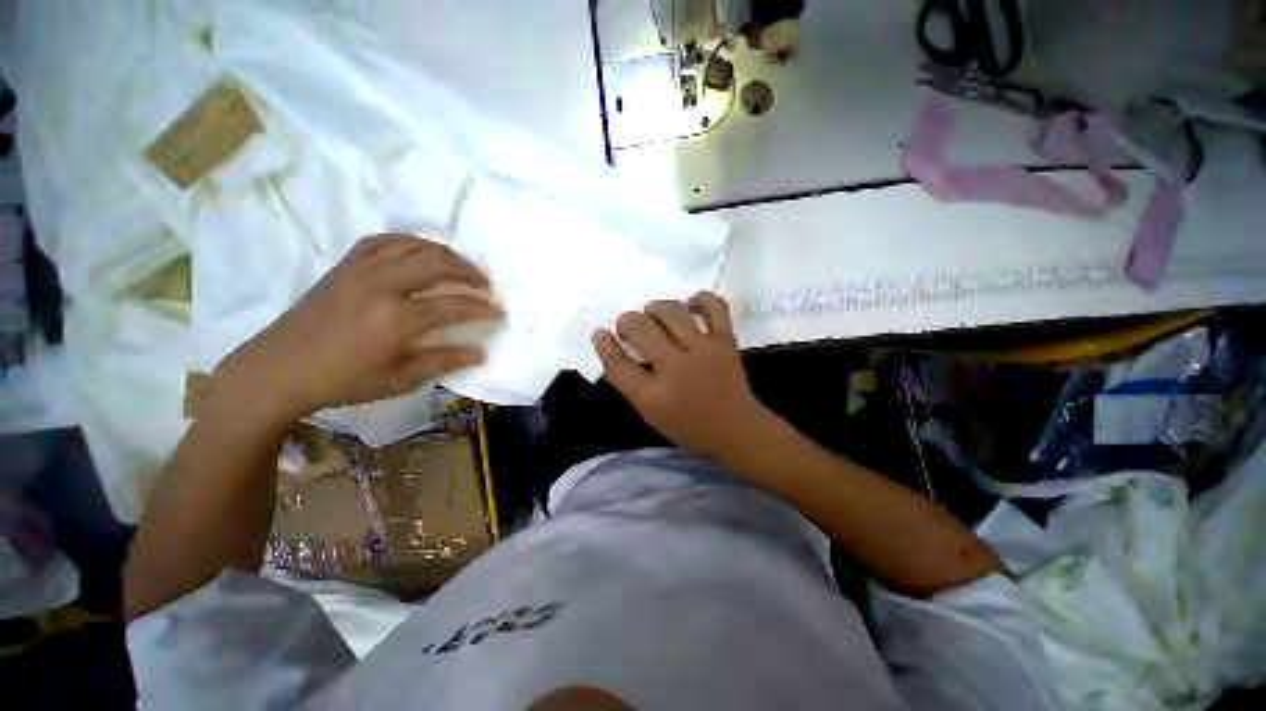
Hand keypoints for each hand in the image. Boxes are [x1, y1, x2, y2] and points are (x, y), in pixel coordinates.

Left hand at [216, 234, 501, 419]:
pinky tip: (421, 251)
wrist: (280, 368)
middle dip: (470, 272)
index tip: (499, 311)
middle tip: (486, 284)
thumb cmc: (343, 381)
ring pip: (415, 247)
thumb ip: (443, 362)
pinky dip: (409, 241)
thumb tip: (480, 353)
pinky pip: (384, 240)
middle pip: (439, 265)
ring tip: (462, 266)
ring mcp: (362, 269)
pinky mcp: (346, 265)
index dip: (482, 307)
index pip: (455, 305)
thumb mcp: (399, 380)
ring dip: (446, 254)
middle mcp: (383, 285)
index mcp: (398, 319)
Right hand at [593, 292, 778, 458]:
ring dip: (653, 308)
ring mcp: (704, 351)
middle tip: (629, 327)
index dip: (604, 345)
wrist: (738, 429)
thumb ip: (631, 384)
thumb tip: (615, 349)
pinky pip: (713, 304)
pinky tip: (689, 308)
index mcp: (654, 397)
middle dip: (626, 322)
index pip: (617, 364)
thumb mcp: (651, 415)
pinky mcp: (726, 341)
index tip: (601, 334)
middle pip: (640, 329)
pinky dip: (698, 299)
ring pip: (670, 310)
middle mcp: (676, 369)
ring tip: (653, 316)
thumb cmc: (690, 427)